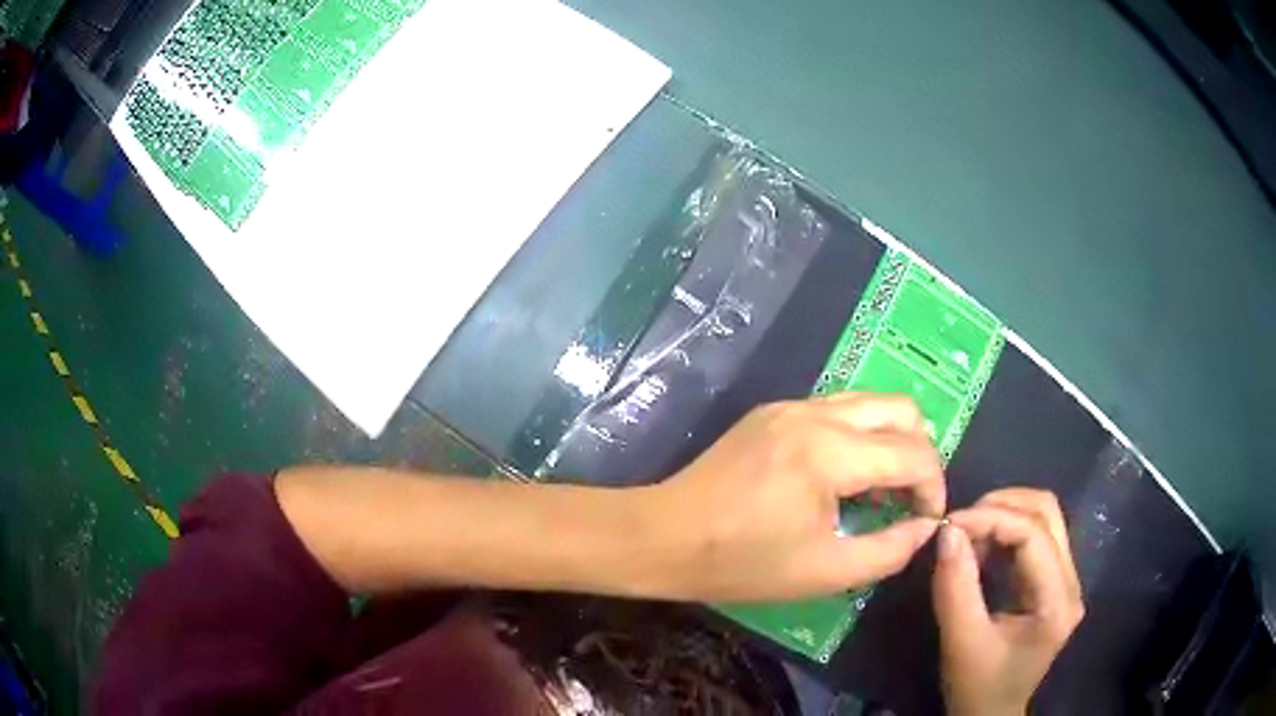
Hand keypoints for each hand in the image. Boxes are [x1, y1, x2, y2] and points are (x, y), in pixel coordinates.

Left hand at [647, 394, 944, 601]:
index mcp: (830, 452)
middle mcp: (816, 413)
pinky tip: (842, 477)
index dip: (933, 487)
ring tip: (880, 489)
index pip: (914, 453)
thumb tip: (925, 528)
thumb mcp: (824, 572)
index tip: (926, 520)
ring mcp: (791, 406)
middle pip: (902, 408)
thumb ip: (888, 550)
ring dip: (890, 440)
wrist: (663, 537)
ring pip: (870, 402)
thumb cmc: (741, 563)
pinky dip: (858, 435)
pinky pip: (837, 410)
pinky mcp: (772, 411)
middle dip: (920, 452)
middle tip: (908, 498)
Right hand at [932, 489, 1084, 715]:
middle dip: (1001, 506)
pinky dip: (1005, 533)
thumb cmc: (977, 687)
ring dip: (1004, 515)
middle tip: (960, 523)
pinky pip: (1035, 538)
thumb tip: (946, 531)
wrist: (990, 714)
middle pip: (1047, 513)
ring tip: (968, 535)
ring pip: (1044, 519)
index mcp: (1057, 601)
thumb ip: (955, 588)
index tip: (949, 523)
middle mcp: (1071, 582)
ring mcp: (1065, 580)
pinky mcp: (1052, 582)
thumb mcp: (961, 643)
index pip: (1034, 535)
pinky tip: (981, 549)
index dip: (992, 518)